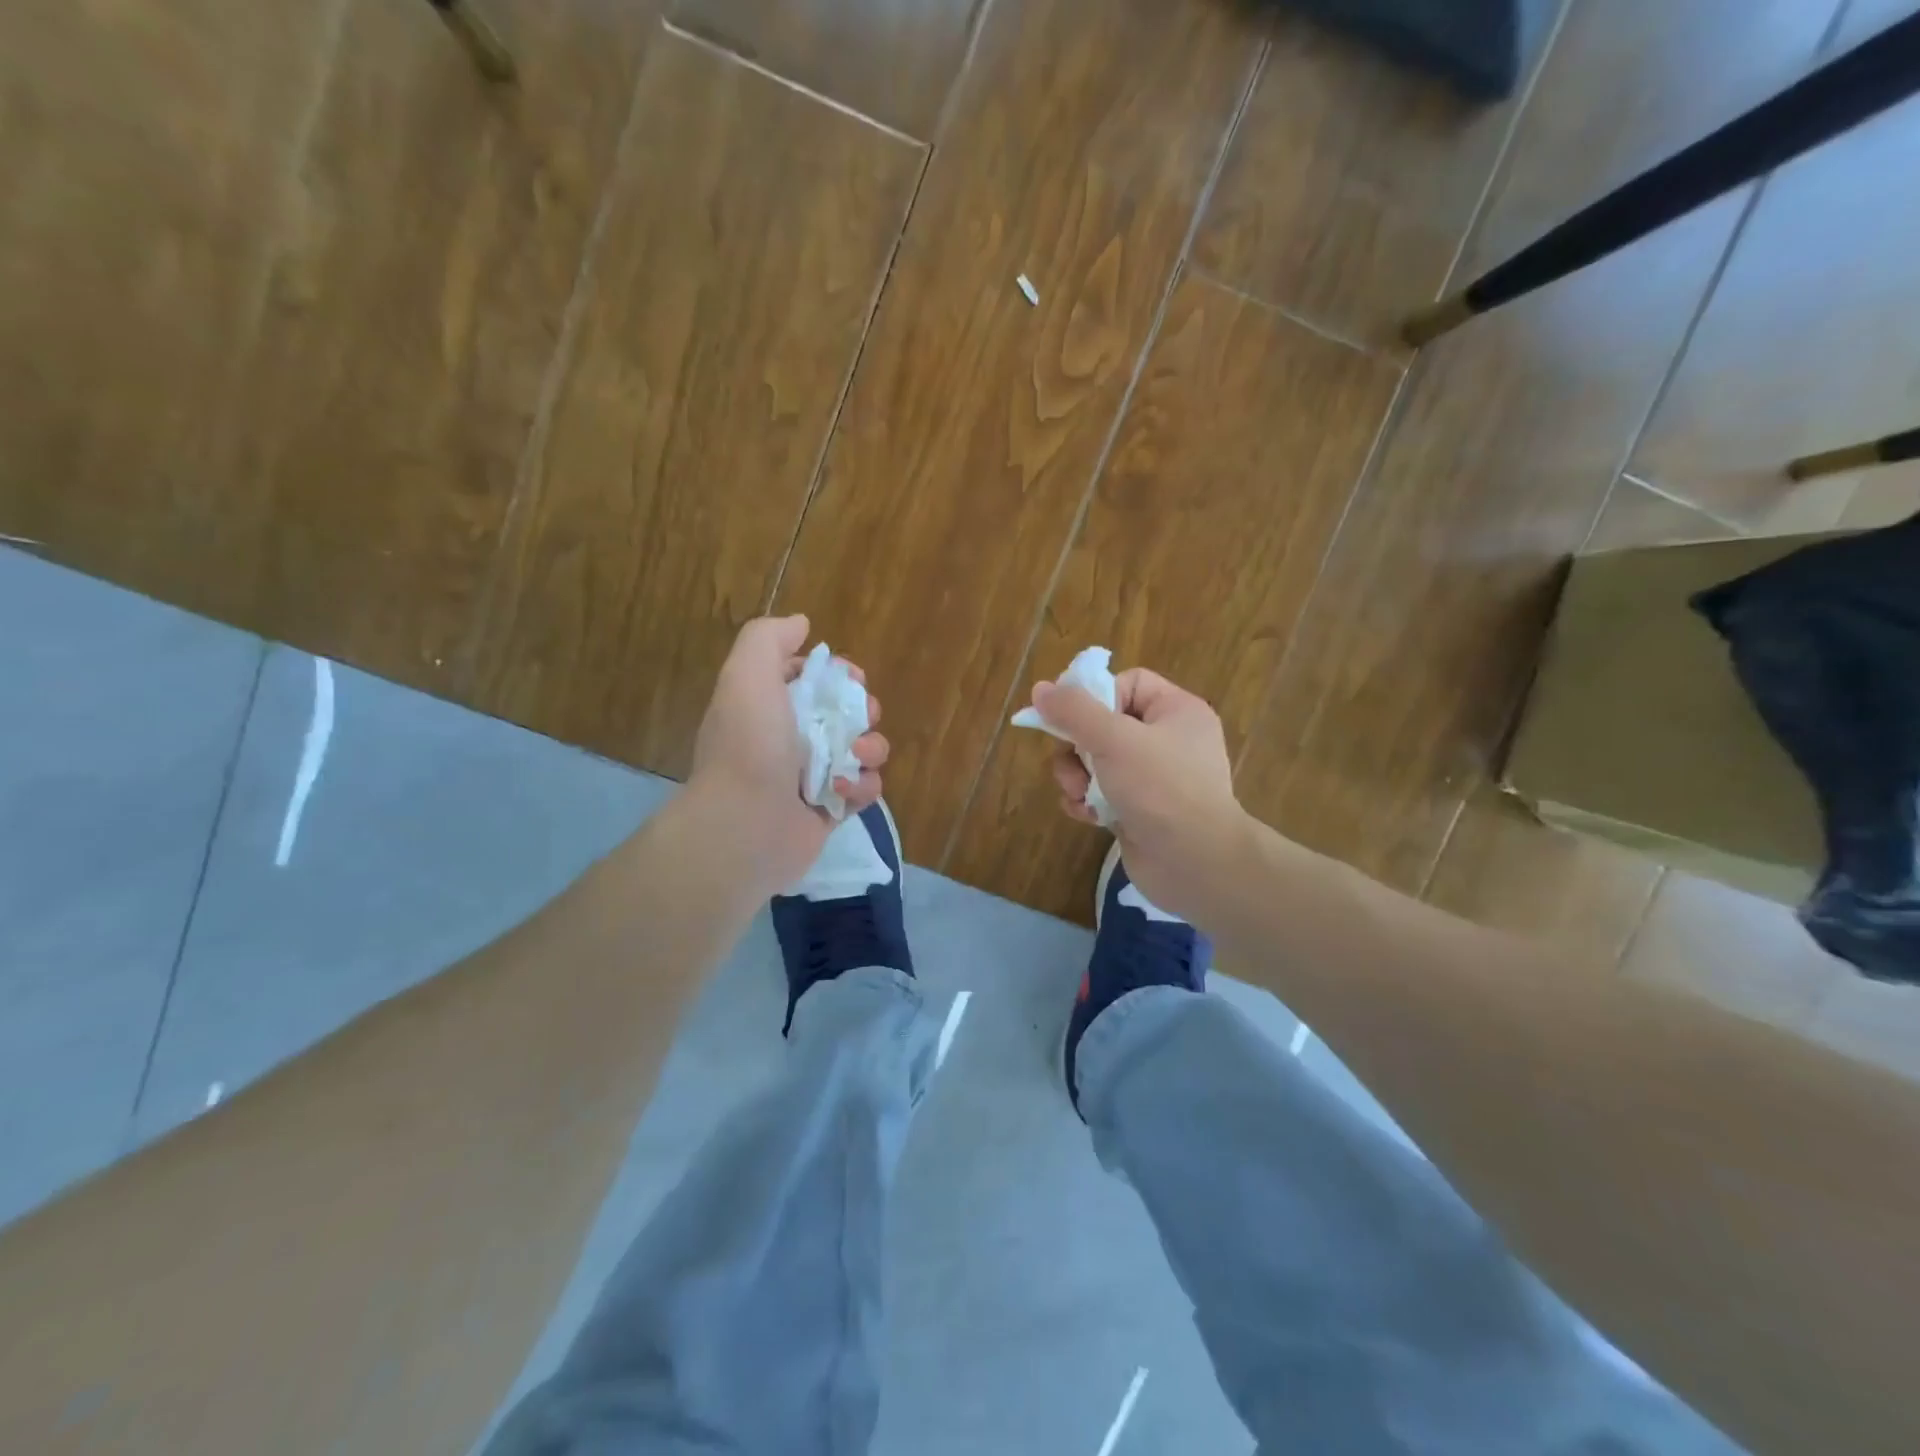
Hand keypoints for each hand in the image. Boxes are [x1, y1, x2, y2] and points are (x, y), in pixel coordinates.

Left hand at [689, 615, 887, 889]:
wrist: (744, 825)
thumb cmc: (749, 745)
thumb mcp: (748, 675)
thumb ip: (769, 638)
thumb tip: (802, 624)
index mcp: (771, 706)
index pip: (814, 680)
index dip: (838, 675)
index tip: (851, 679)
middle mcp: (791, 740)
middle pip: (847, 714)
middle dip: (863, 711)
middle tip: (860, 719)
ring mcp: (811, 778)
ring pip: (862, 752)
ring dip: (870, 749)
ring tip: (854, 759)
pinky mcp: (830, 812)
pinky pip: (863, 791)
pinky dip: (862, 788)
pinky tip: (843, 791)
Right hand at [1032, 668, 1247, 921]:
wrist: (1195, 863)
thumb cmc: (1161, 788)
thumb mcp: (1114, 739)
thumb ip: (1074, 711)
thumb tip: (1041, 689)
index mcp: (1177, 711)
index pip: (1128, 684)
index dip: (1097, 696)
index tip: (1073, 717)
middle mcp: (1168, 741)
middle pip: (1104, 724)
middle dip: (1078, 746)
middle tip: (1072, 763)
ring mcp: (1154, 779)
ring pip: (1097, 761)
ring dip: (1077, 777)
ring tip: (1079, 794)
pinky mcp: (1139, 811)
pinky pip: (1102, 794)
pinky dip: (1088, 802)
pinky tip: (1087, 816)